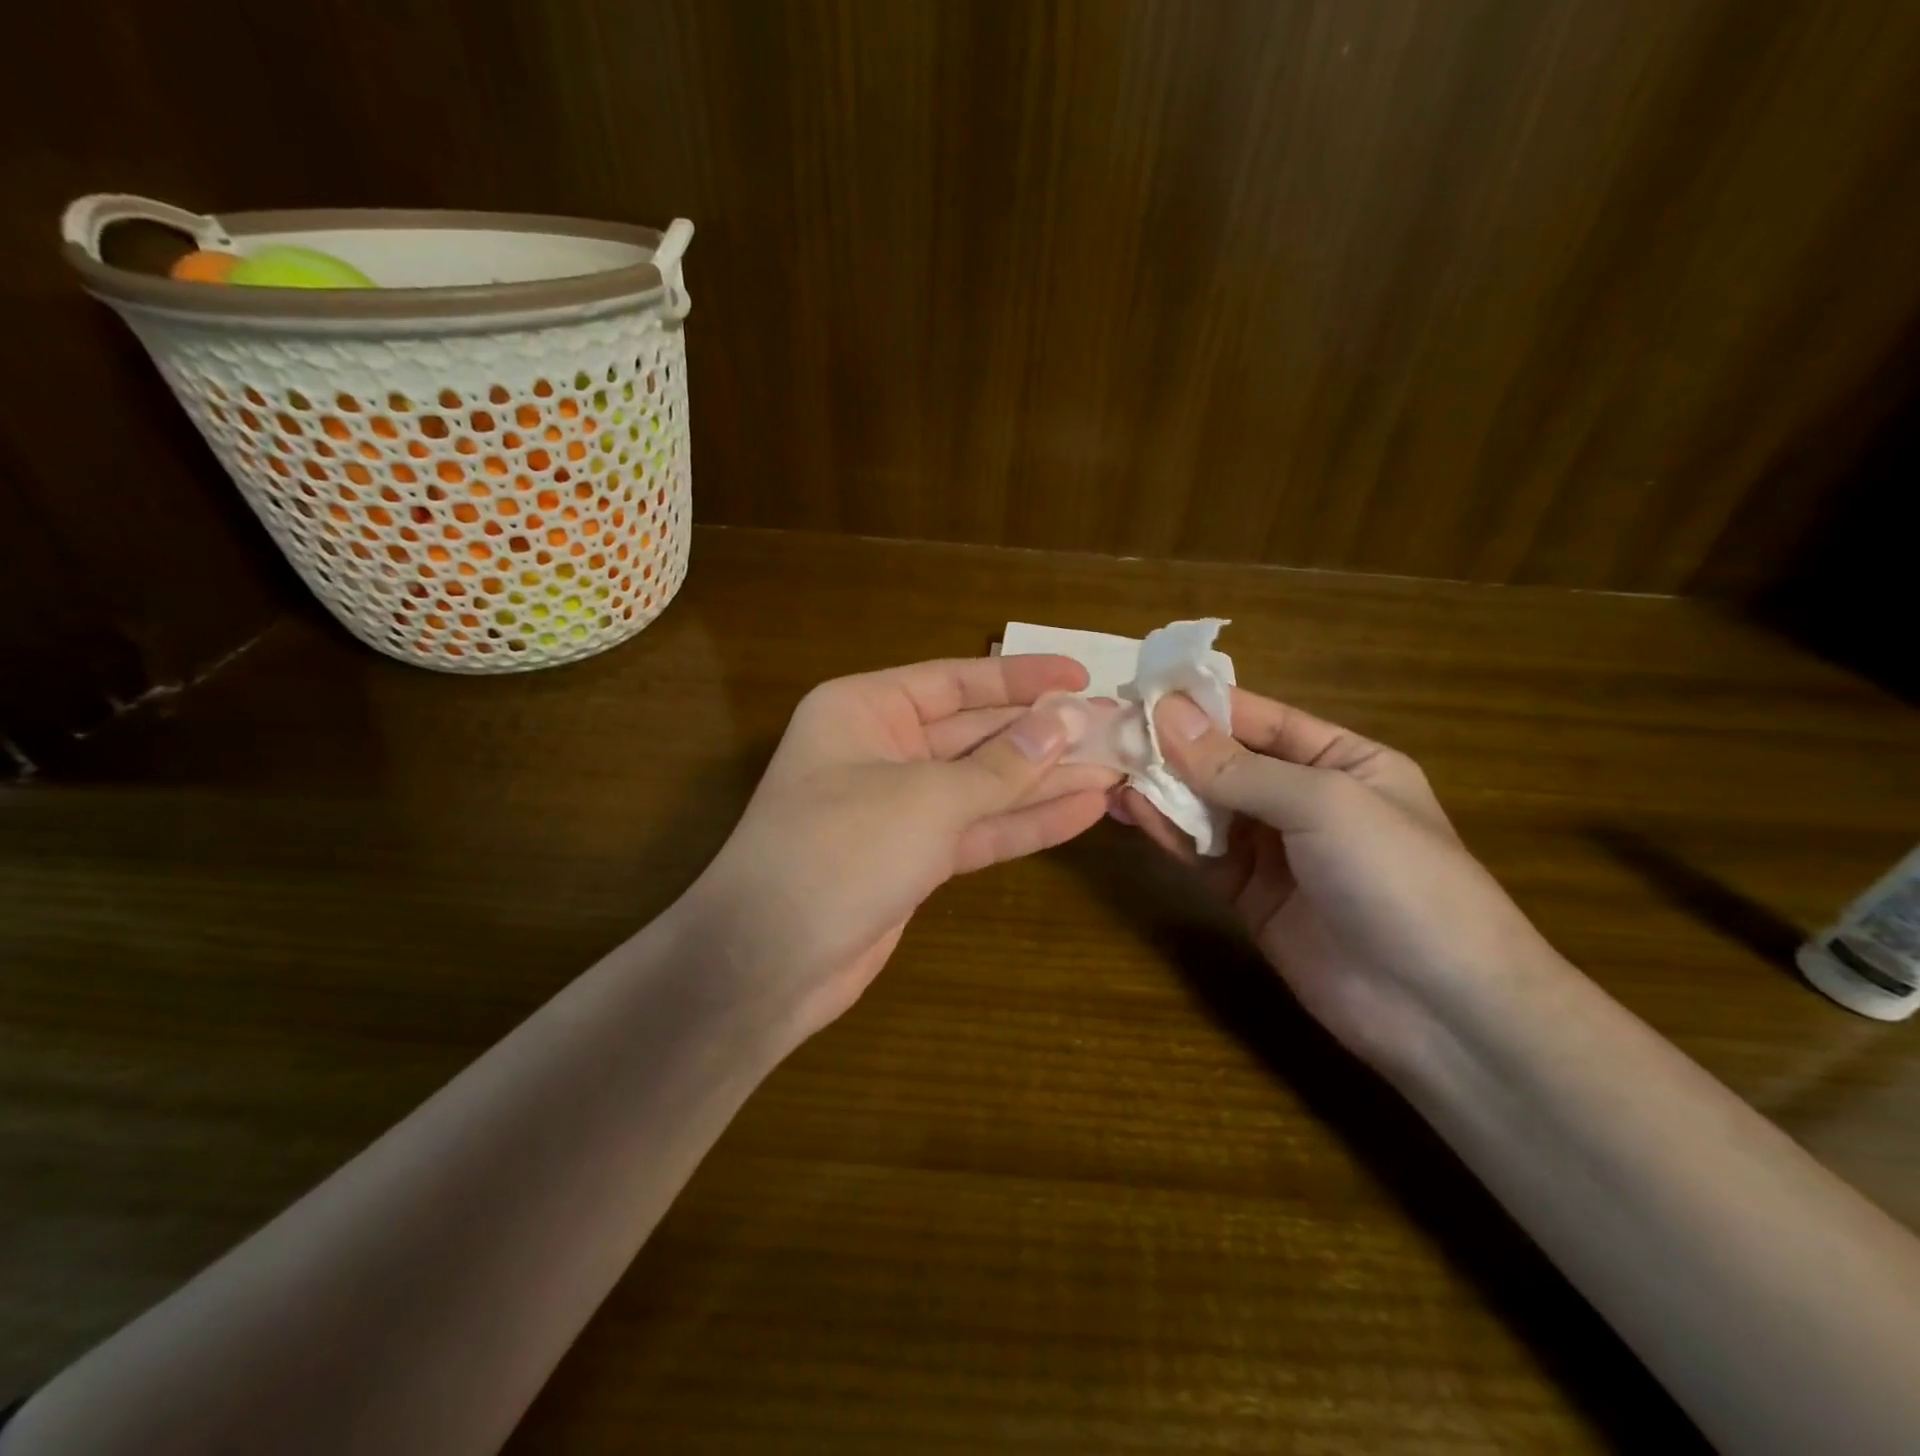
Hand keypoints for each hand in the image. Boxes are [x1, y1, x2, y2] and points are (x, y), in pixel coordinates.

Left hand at [687, 656, 1118, 1038]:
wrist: (769, 961)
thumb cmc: (839, 850)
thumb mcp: (928, 797)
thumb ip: (1002, 764)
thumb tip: (1068, 720)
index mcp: (866, 709)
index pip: (956, 681)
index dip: (1022, 678)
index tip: (1082, 675)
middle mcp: (882, 749)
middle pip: (977, 733)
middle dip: (1044, 733)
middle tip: (1117, 727)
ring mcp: (900, 807)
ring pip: (985, 784)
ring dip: (1047, 779)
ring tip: (1117, 767)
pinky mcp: (915, 858)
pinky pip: (979, 828)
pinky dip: (1027, 821)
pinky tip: (1085, 809)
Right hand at [1118, 689, 1555, 1071]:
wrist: (1438, 1010)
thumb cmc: (1397, 878)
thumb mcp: (1323, 804)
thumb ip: (1238, 766)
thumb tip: (1165, 715)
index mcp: (1343, 761)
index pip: (1262, 719)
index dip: (1203, 704)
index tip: (1142, 689)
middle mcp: (1305, 799)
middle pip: (1227, 762)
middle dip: (1173, 747)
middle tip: (1110, 728)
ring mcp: (1276, 851)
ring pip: (1207, 807)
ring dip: (1162, 788)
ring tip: (1109, 765)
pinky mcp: (1249, 896)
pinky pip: (1201, 853)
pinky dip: (1168, 831)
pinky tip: (1131, 809)